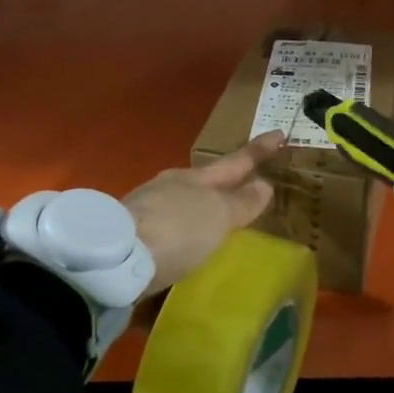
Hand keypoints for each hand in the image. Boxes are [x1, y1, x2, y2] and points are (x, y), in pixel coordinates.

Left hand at [124, 130, 285, 297]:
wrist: (114, 259)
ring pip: (180, 207)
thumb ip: (241, 202)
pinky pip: (164, 233)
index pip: (236, 162)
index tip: (279, 133)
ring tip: (214, 234)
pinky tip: (181, 257)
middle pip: (203, 183)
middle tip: (243, 194)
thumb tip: (264, 183)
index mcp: (195, 178)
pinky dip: (178, 240)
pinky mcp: (129, 238)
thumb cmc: (176, 230)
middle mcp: (169, 188)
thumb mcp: (217, 216)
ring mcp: (146, 211)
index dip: (259, 150)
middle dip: (223, 186)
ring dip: (198, 216)